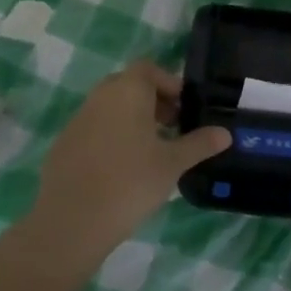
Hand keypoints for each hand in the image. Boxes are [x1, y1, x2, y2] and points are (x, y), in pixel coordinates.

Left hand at [29, 61, 230, 253]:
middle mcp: (100, 97)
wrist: (72, 220)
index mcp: (127, 91)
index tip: (184, 109)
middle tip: (172, 128)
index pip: (148, 69)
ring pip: (110, 108)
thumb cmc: (130, 182)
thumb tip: (226, 133)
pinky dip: (111, 137)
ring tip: (151, 151)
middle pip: (129, 85)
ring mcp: (78, 120)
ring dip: (132, 119)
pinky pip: (94, 129)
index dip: (169, 84)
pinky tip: (122, 169)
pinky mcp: (64, 144)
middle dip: (153, 101)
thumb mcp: (172, 163)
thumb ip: (199, 144)